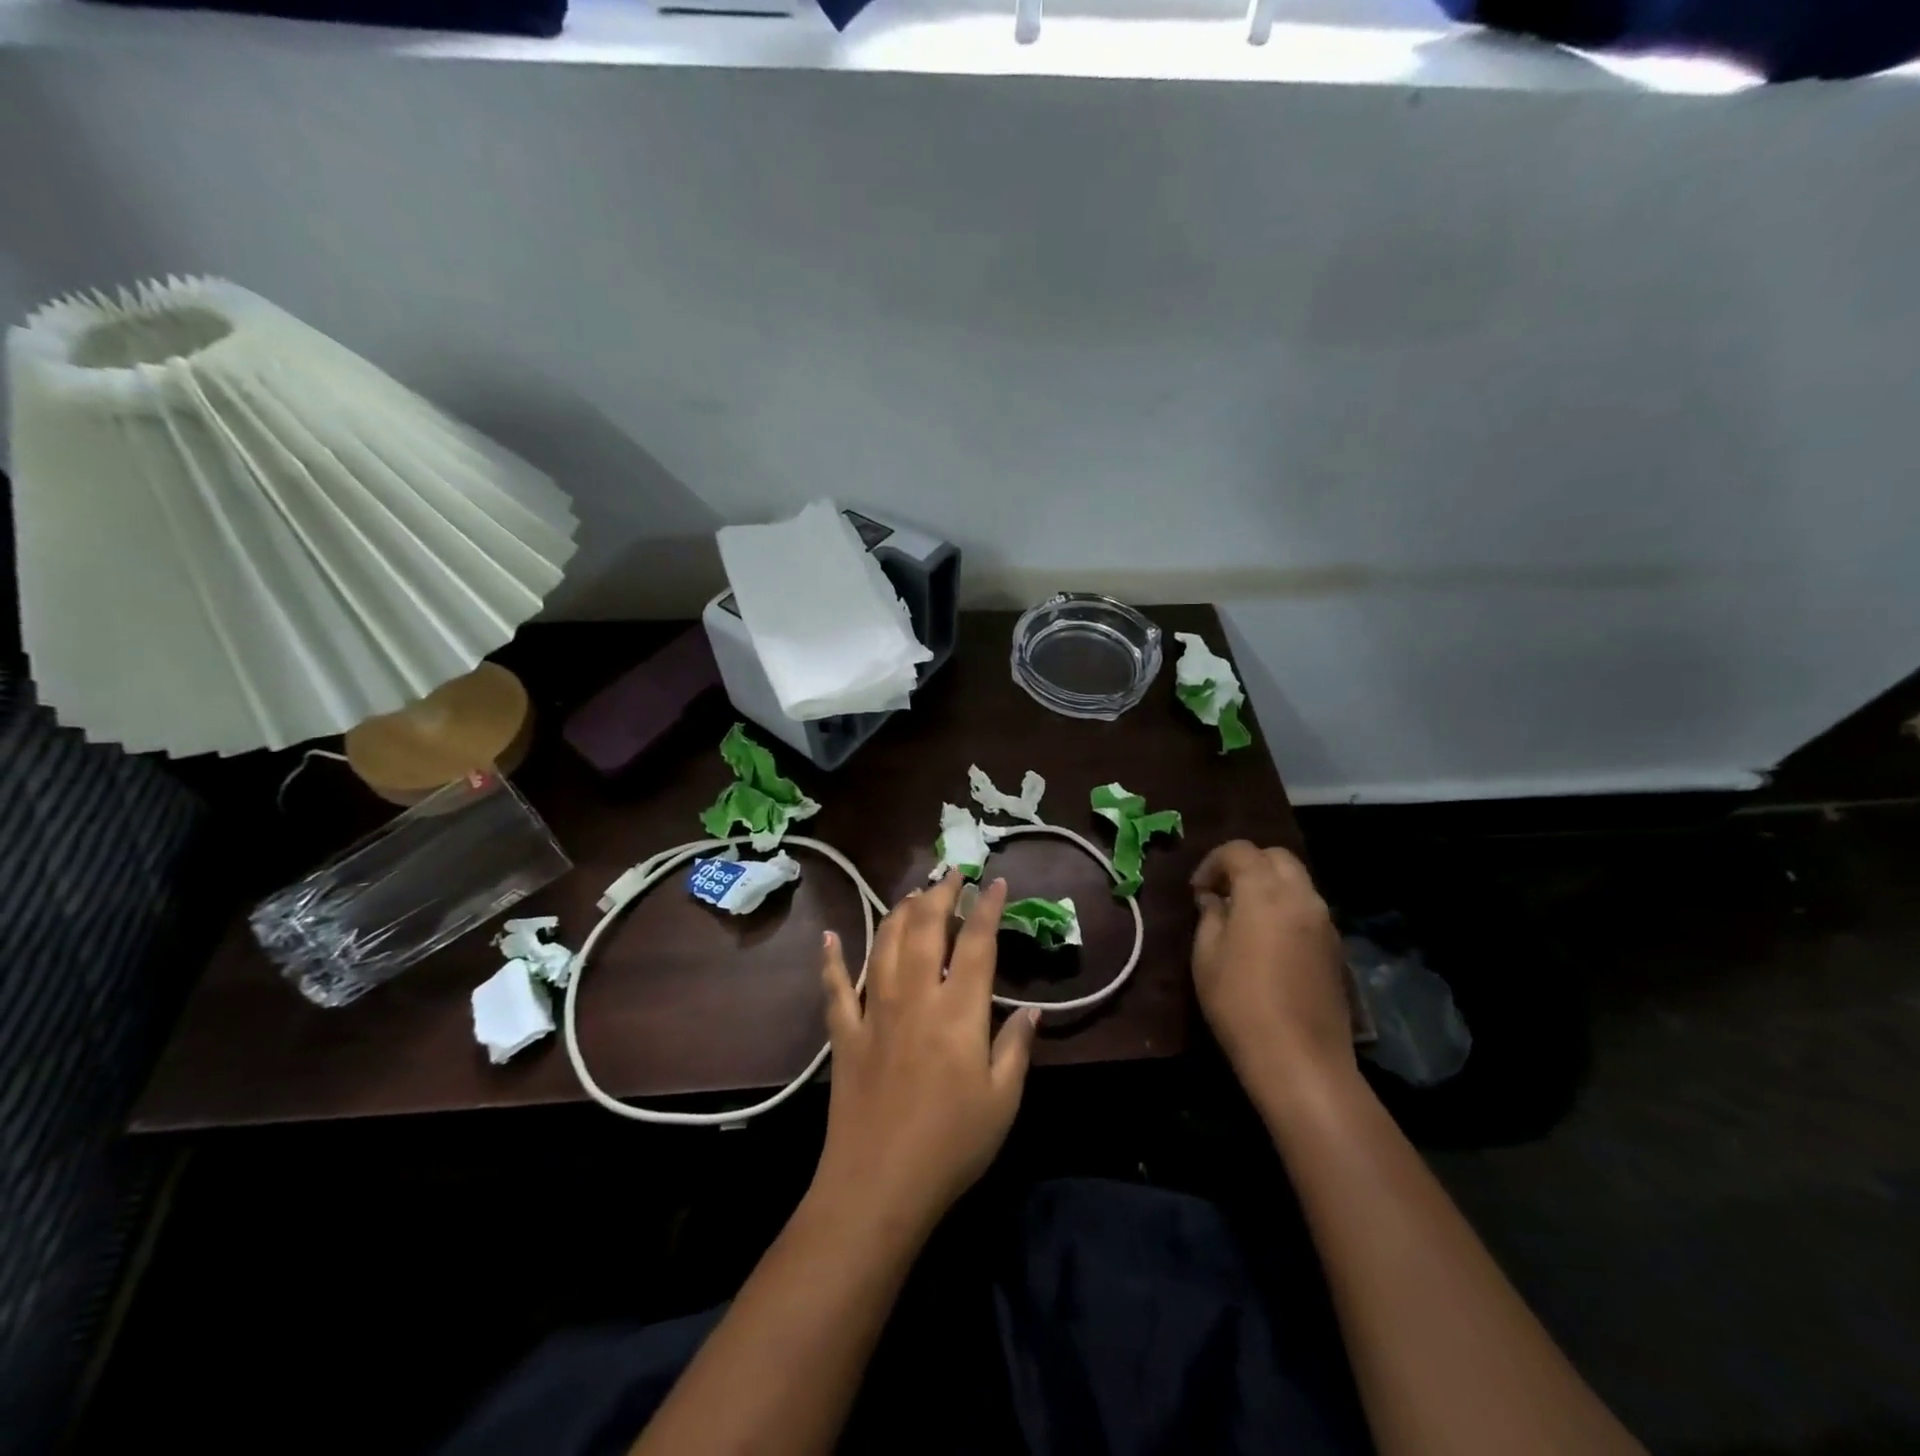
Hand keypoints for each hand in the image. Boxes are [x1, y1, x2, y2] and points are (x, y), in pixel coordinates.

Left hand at [814, 874, 1039, 1238]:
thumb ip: (1016, 1047)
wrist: (878, 1185)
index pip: (976, 943)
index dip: (987, 907)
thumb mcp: (1002, 1100)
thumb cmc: (952, 1145)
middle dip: (939, 894)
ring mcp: (874, 1011)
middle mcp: (915, 997)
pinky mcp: (845, 1033)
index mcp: (958, 1011)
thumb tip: (1032, 1009)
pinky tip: (831, 936)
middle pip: (924, 928)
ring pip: (882, 943)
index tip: (994, 881)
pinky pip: (835, 987)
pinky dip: (832, 958)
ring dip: (898, 912)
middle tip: (950, 874)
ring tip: (912, 896)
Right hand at [1190, 841, 1353, 1100]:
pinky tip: (1268, 940)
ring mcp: (1325, 922)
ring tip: (1243, 916)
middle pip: (1276, 857)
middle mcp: (1301, 897)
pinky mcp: (1336, 948)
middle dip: (1247, 864)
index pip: (1240, 851)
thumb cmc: (1239, 1001)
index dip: (1213, 862)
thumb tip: (1214, 899)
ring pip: (1297, 881)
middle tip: (1222, 893)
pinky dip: (1286, 908)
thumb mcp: (1206, 955)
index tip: (1197, 891)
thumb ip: (1210, 915)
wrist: (1300, 1059)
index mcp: (1265, 891)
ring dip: (1269, 886)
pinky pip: (1308, 909)